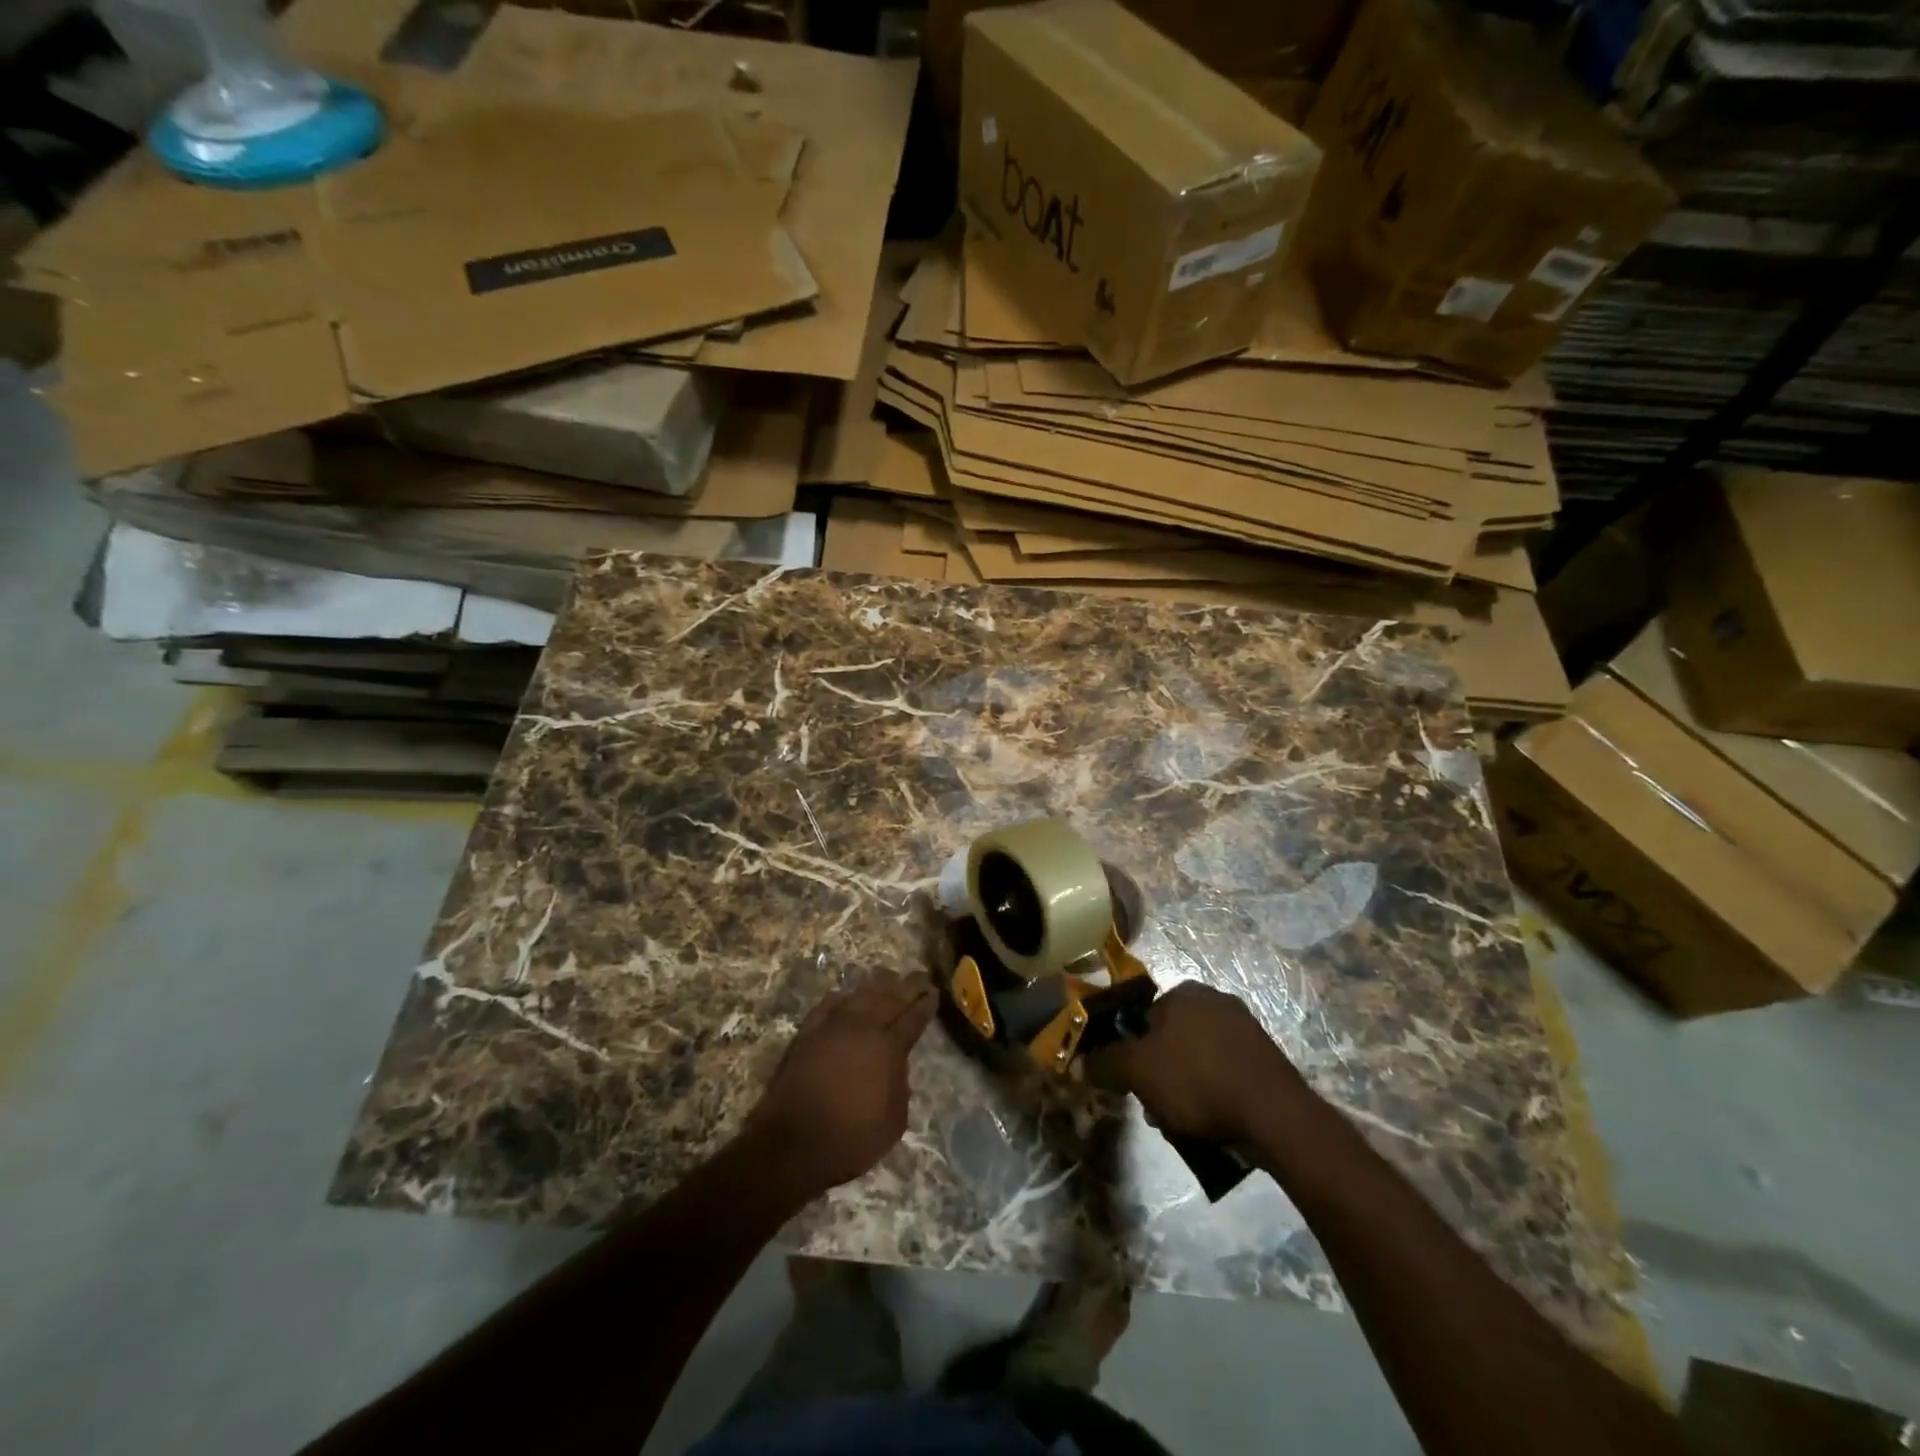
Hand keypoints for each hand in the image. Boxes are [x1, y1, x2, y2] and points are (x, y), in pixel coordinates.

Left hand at [741, 971, 937, 1202]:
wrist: (792, 1145)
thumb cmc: (851, 1139)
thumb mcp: (893, 1121)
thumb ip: (901, 1086)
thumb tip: (896, 1066)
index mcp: (888, 1047)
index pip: (913, 1017)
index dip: (926, 1004)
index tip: (935, 993)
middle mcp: (863, 1027)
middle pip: (890, 997)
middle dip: (908, 986)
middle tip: (920, 977)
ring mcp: (832, 1026)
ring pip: (860, 994)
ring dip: (877, 985)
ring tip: (889, 978)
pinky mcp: (807, 1033)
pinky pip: (828, 1005)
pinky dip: (841, 998)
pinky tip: (846, 996)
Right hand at [1086, 982, 1301, 1145]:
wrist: (1275, 1115)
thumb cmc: (1198, 1080)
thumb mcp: (1138, 1071)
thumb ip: (1105, 1062)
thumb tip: (1081, 1061)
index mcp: (1184, 992)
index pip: (1142, 1018)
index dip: (1131, 1053)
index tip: (1133, 1085)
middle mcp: (1215, 1000)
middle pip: (1169, 1041)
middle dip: (1160, 1076)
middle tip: (1158, 1109)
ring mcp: (1245, 1029)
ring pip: (1196, 1060)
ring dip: (1185, 1089)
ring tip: (1185, 1125)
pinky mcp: (1266, 1059)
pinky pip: (1225, 1074)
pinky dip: (1214, 1095)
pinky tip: (1213, 1123)